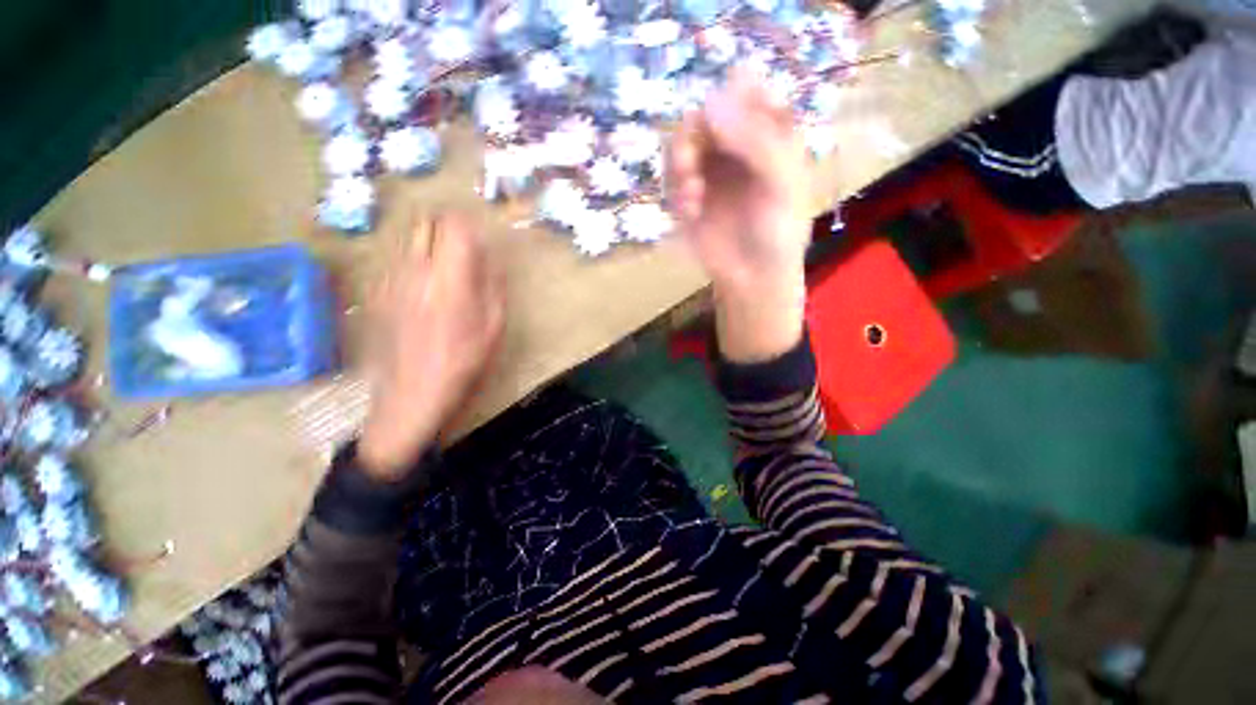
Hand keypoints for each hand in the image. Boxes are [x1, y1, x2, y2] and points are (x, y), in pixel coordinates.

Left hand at [358, 212, 504, 479]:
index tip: (480, 234)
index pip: (454, 225)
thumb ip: (492, 284)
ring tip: (446, 273)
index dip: (469, 222)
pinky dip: (415, 264)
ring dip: (430, 245)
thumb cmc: (463, 363)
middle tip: (464, 249)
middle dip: (447, 227)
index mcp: (449, 278)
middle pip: (426, 223)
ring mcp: (390, 280)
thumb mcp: (494, 326)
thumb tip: (490, 257)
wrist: (412, 395)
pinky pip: (398, 262)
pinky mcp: (377, 292)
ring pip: (409, 240)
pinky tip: (424, 292)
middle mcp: (415, 270)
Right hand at [668, 67, 811, 362]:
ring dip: (679, 162)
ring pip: (680, 141)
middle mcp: (735, 144)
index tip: (723, 128)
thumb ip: (755, 141)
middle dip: (694, 135)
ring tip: (692, 193)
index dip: (730, 100)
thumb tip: (710, 102)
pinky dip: (675, 191)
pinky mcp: (689, 196)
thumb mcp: (782, 184)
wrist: (754, 278)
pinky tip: (690, 210)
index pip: (745, 88)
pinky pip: (670, 178)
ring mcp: (709, 170)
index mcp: (768, 132)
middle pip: (704, 112)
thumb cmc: (778, 233)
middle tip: (692, 162)